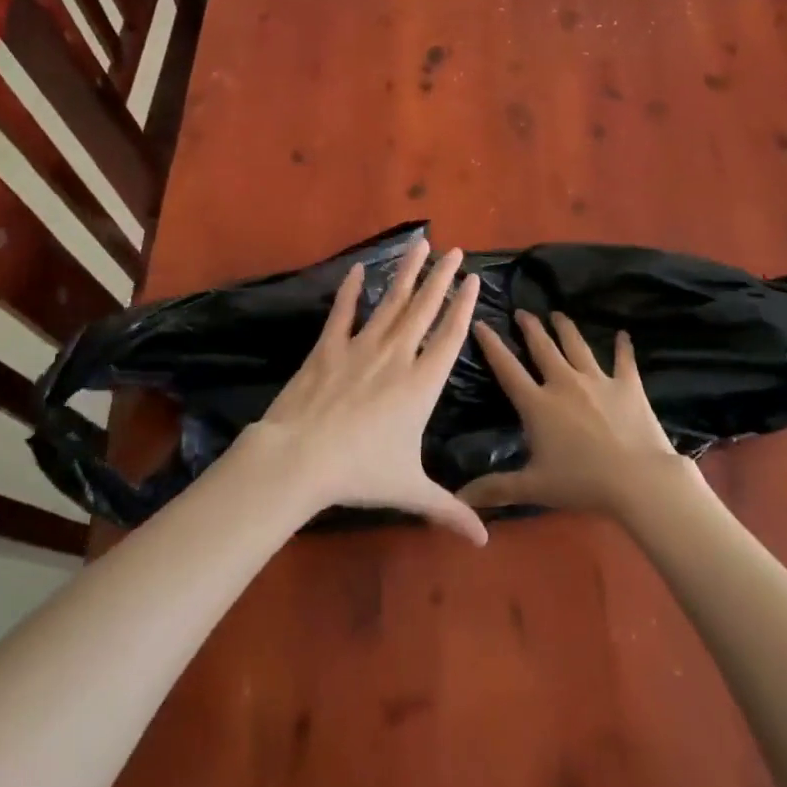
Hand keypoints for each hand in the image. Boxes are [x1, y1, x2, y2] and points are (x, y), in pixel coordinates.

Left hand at [239, 240, 487, 544]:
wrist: (302, 457)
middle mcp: (397, 356)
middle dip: (441, 277)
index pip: (450, 336)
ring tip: (419, 244)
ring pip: (391, 302)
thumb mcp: (411, 491)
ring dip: (406, 272)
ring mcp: (361, 347)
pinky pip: (344, 313)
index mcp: (421, 384)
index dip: (463, 306)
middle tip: (454, 249)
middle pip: (424, 308)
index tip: (472, 279)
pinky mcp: (329, 348)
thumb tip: (484, 542)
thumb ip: (449, 510)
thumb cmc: (361, 473)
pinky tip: (359, 269)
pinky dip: (351, 291)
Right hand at [458, 312, 683, 517]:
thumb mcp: (534, 488)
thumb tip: (460, 497)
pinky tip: (623, 335)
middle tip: (522, 312)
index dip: (492, 345)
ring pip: (577, 346)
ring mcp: (598, 380)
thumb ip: (496, 488)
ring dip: (566, 328)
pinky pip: (624, 360)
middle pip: (543, 347)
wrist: (638, 480)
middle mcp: (565, 382)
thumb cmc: (582, 483)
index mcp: (538, 404)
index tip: (481, 323)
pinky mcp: (628, 385)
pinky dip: (623, 347)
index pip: (507, 369)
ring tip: (558, 314)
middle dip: (530, 327)